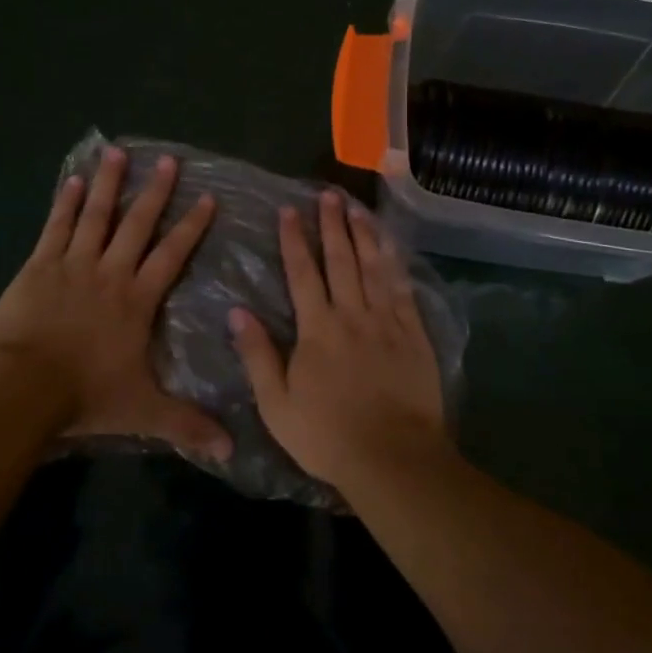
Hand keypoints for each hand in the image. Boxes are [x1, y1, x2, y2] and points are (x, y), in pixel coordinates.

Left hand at [0, 146, 232, 461]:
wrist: (23, 387)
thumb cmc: (86, 395)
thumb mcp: (143, 411)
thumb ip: (187, 423)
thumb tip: (232, 449)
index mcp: (137, 299)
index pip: (172, 255)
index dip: (192, 226)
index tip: (207, 198)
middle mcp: (110, 272)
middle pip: (138, 224)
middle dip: (156, 192)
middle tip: (168, 161)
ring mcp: (73, 264)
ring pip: (96, 215)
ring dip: (110, 184)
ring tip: (118, 153)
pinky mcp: (39, 266)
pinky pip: (56, 227)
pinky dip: (66, 202)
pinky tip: (73, 180)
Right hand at [229, 191, 449, 490]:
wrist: (393, 457)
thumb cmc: (327, 435)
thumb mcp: (276, 404)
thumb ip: (258, 355)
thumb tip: (238, 312)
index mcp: (317, 329)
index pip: (302, 273)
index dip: (294, 239)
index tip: (289, 209)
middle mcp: (352, 314)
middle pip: (340, 260)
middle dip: (332, 225)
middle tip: (327, 195)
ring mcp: (386, 321)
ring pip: (374, 266)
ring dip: (364, 233)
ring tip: (357, 207)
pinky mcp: (413, 333)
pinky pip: (403, 288)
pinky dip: (395, 262)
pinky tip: (391, 245)